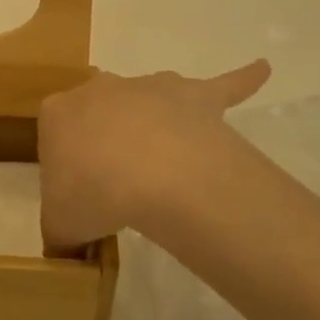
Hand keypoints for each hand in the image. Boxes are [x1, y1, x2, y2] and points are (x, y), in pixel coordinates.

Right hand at [38, 60, 270, 250]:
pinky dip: (243, 79)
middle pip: (100, 110)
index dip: (67, 164)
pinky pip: (225, 84)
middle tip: (116, 179)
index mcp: (59, 113)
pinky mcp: (195, 95)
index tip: (79, 191)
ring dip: (155, 117)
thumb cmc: (92, 194)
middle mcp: (100, 89)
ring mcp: (150, 87)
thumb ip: (58, 232)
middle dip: (106, 136)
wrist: (149, 172)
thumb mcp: (58, 224)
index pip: (57, 132)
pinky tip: (262, 70)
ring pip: (151, 95)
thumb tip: (65, 248)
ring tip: (164, 156)